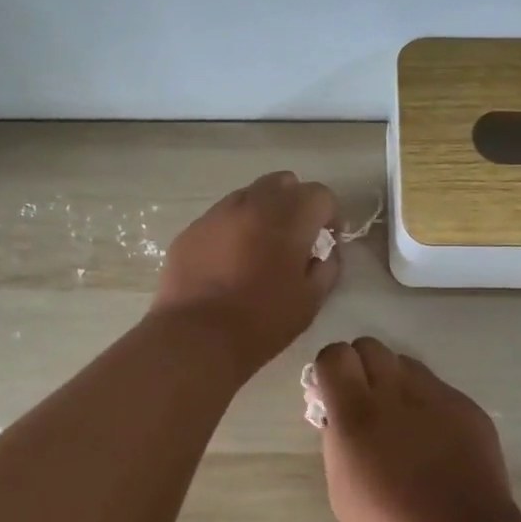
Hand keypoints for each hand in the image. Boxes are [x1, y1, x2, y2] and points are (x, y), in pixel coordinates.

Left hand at [151, 172, 339, 373]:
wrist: (195, 338)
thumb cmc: (262, 321)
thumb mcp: (311, 300)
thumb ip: (328, 267)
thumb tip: (326, 252)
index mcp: (288, 216)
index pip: (320, 195)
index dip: (330, 217)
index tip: (326, 242)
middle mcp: (252, 203)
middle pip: (283, 183)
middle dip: (296, 204)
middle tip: (295, 240)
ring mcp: (217, 213)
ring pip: (249, 196)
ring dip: (263, 213)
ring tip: (259, 250)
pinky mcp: (191, 230)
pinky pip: (221, 218)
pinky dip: (233, 230)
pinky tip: (228, 263)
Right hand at [311, 338, 520, 521]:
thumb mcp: (342, 490)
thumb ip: (337, 440)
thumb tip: (339, 414)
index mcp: (357, 413)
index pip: (334, 355)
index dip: (330, 369)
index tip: (332, 394)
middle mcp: (396, 392)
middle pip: (369, 346)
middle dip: (361, 367)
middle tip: (365, 401)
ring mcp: (437, 395)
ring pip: (406, 363)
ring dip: (395, 381)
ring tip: (402, 420)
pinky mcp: (467, 405)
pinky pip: (438, 388)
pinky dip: (428, 404)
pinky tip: (435, 441)